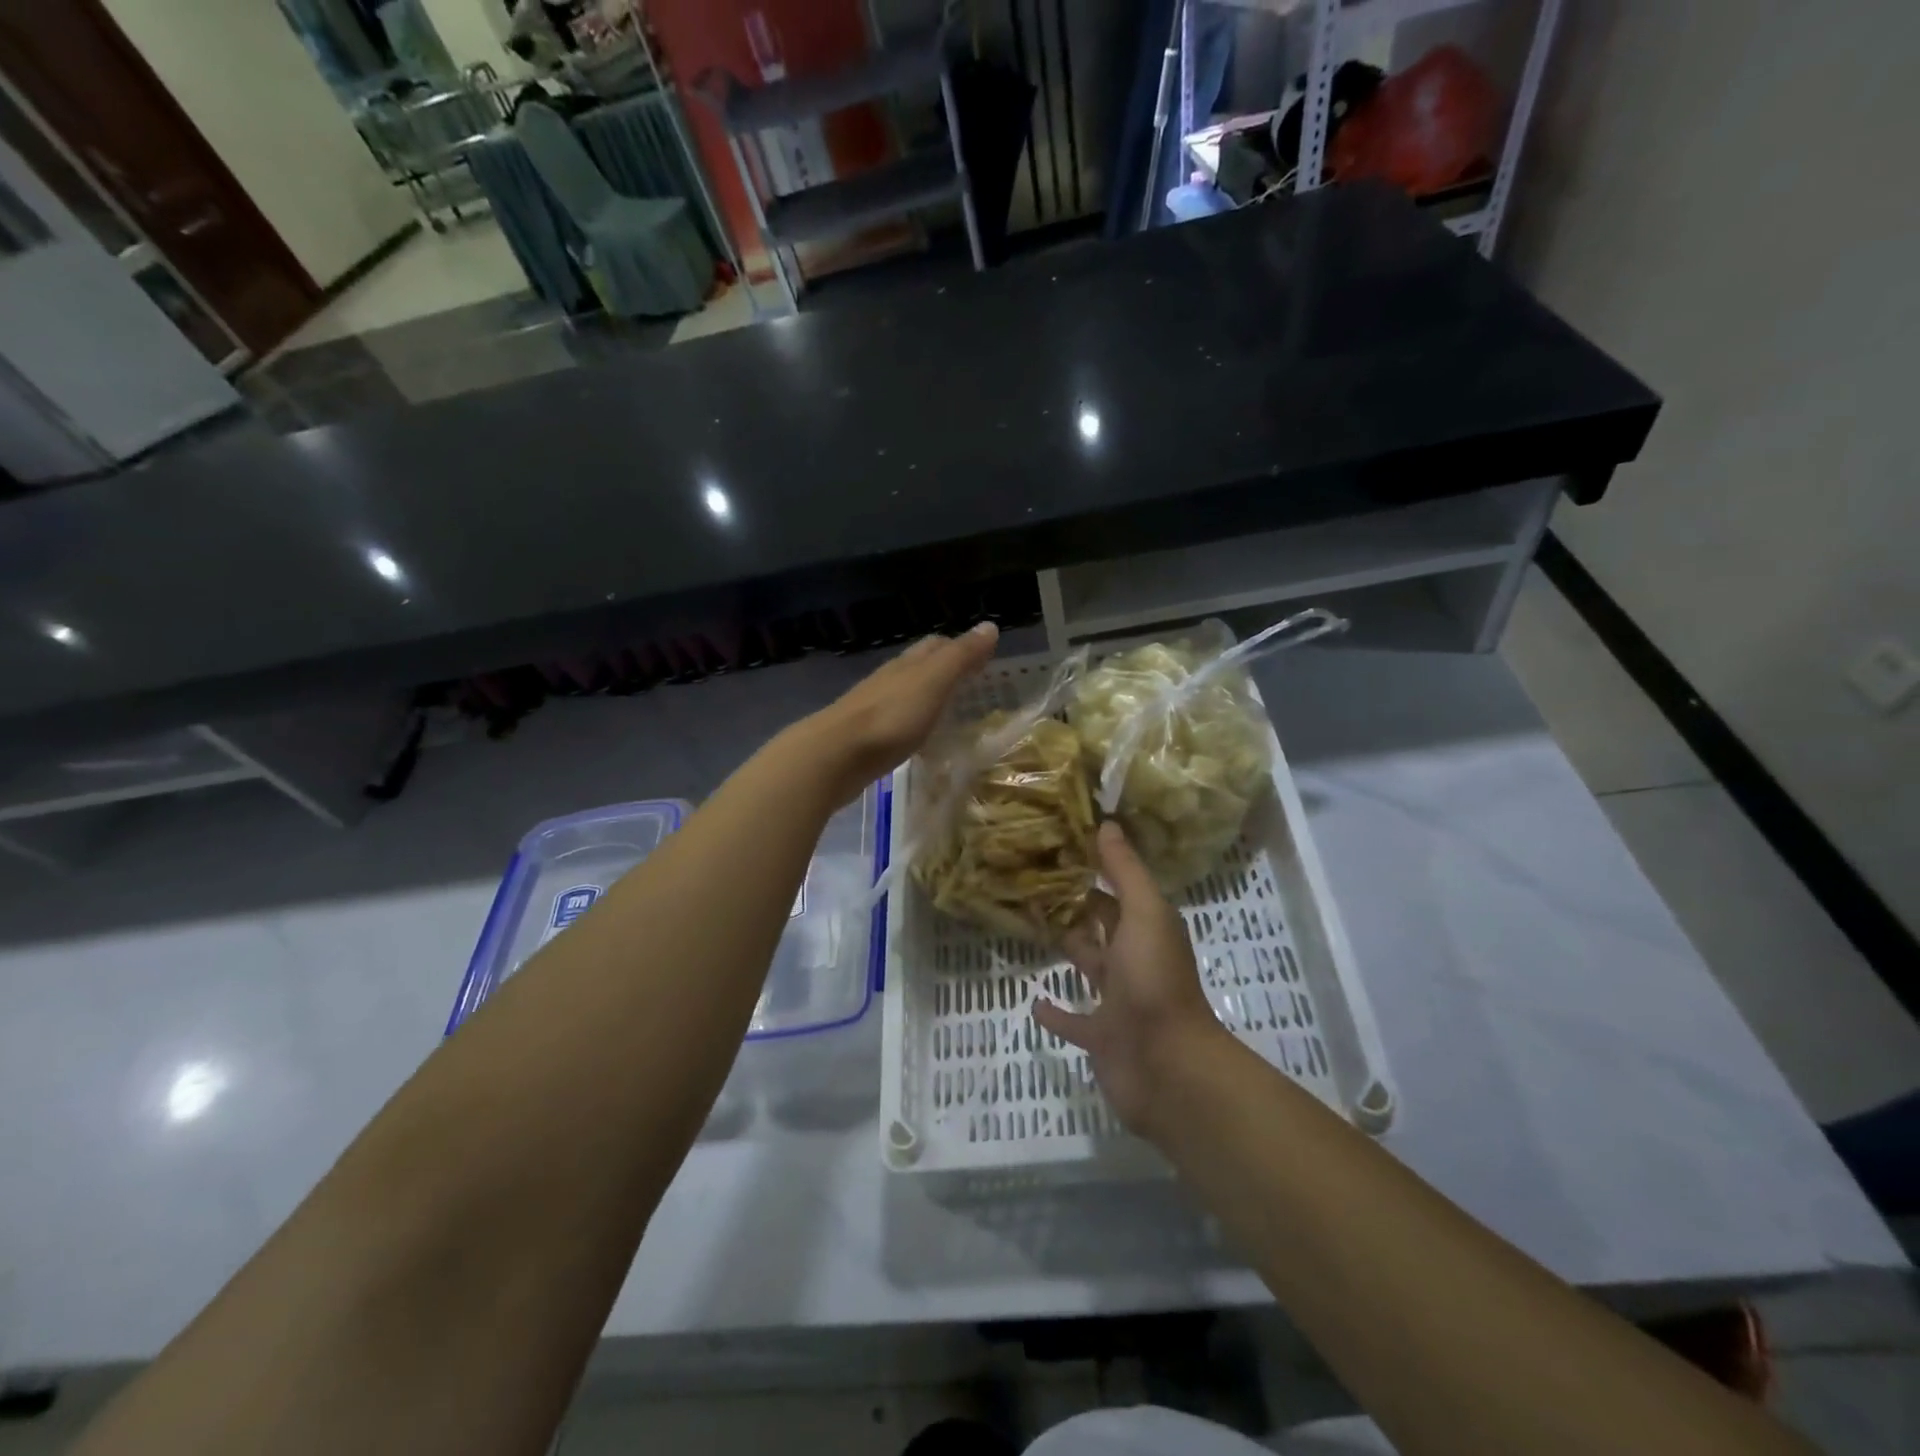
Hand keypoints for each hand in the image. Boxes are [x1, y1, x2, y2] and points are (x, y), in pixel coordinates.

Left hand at [802, 622, 999, 804]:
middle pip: (919, 667)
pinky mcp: (865, 737)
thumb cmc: (890, 717)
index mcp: (907, 664)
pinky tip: (920, 739)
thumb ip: (960, 657)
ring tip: (951, 712)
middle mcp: (889, 680)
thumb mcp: (933, 683)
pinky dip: (913, 724)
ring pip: (906, 694)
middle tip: (973, 685)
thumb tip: (990, 625)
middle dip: (944, 670)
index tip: (984, 658)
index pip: (936, 645)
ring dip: (927, 698)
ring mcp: (874, 708)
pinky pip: (896, 722)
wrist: (835, 756)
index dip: (960, 647)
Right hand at [1034, 821, 1228, 1139]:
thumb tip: (1107, 823)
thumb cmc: (1155, 981)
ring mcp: (1117, 1002)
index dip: (1094, 871)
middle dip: (1077, 908)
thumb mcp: (1144, 914)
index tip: (1059, 849)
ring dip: (1069, 951)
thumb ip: (1124, 871)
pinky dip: (1056, 1012)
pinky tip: (1034, 1001)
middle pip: (1101, 927)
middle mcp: (1133, 960)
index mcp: (1146, 929)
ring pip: (1089, 967)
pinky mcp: (1100, 1037)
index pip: (1117, 892)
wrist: (1168, 1066)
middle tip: (1034, 884)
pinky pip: (1073, 1021)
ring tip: (1032, 928)